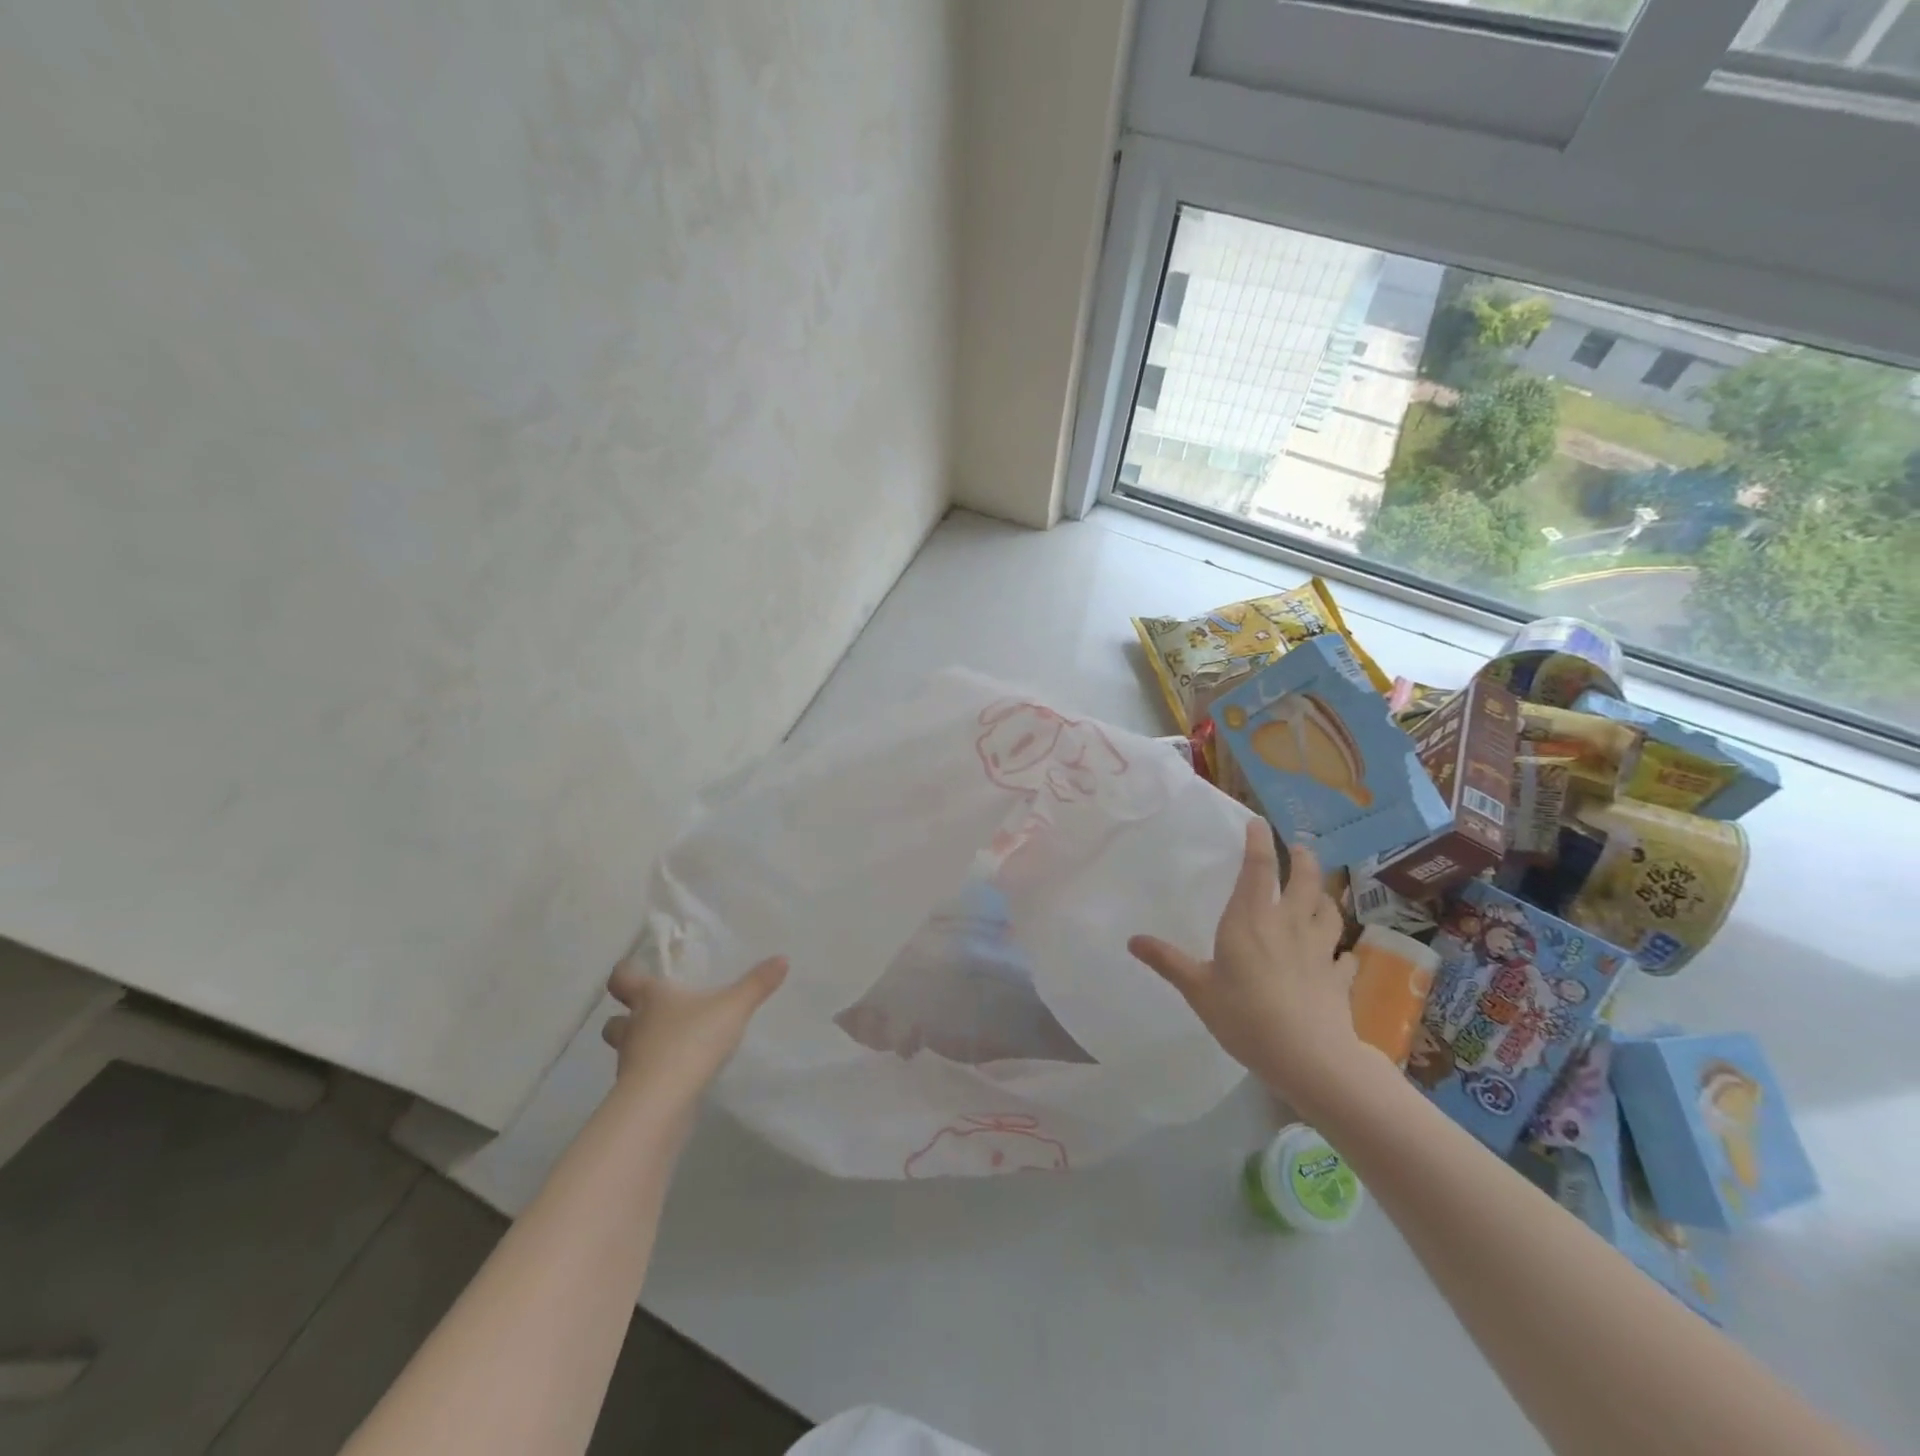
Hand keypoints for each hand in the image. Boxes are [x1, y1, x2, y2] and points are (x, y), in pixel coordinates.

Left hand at [601, 951, 787, 1103]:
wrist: (662, 1103)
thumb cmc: (692, 1041)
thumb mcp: (733, 1007)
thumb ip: (757, 984)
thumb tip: (782, 958)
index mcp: (650, 999)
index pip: (622, 979)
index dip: (625, 974)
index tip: (634, 971)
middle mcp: (634, 1028)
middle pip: (615, 1021)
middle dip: (627, 1018)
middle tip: (651, 1016)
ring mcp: (630, 1064)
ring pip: (626, 1051)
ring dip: (641, 1048)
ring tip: (670, 1047)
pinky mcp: (636, 1095)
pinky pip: (642, 1078)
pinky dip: (654, 1075)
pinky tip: (679, 1076)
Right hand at [1128, 821, 1369, 1106]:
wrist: (1309, 1057)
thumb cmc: (1245, 1015)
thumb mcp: (1197, 989)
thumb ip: (1168, 961)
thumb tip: (1132, 940)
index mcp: (1251, 919)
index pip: (1258, 868)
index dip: (1259, 841)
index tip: (1258, 822)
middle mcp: (1289, 924)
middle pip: (1305, 880)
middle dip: (1304, 859)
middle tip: (1300, 848)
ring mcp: (1320, 950)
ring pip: (1329, 911)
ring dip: (1324, 896)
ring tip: (1319, 892)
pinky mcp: (1338, 978)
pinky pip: (1344, 956)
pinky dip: (1341, 950)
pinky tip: (1339, 955)